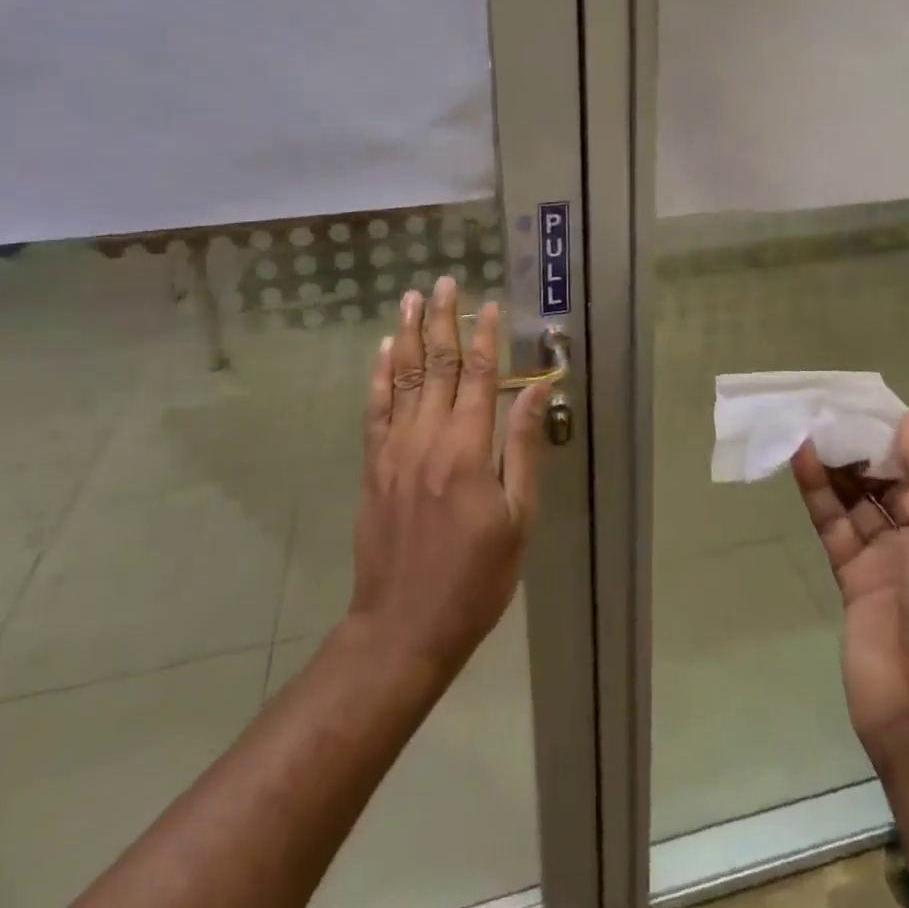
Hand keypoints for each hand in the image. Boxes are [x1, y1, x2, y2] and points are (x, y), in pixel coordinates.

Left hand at [347, 276, 547, 680]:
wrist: (403, 627)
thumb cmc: (476, 578)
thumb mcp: (518, 519)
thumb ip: (524, 448)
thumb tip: (536, 391)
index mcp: (468, 450)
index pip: (477, 377)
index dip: (484, 337)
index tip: (489, 305)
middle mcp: (427, 439)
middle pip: (436, 365)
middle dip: (443, 320)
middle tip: (445, 281)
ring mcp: (394, 450)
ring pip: (402, 378)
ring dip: (409, 334)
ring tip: (413, 297)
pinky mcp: (373, 467)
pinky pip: (375, 409)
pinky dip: (380, 375)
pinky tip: (384, 349)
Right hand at [791, 412, 908, 759]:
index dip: (908, 438)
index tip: (873, 406)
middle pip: (895, 481)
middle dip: (866, 447)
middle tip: (830, 409)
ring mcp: (892, 562)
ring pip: (861, 500)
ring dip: (838, 465)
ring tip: (808, 424)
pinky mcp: (855, 579)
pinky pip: (835, 525)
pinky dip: (819, 494)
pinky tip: (801, 460)